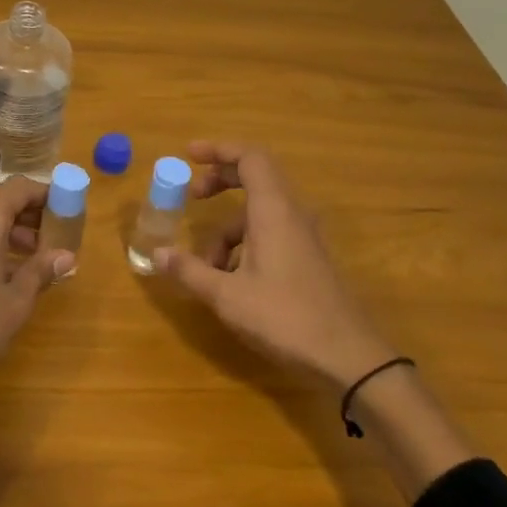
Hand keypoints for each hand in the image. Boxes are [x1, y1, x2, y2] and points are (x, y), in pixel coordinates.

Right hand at [156, 141, 395, 391]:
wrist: (349, 357)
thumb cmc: (285, 318)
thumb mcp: (226, 296)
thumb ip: (190, 271)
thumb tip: (157, 254)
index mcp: (273, 211)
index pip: (250, 157)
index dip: (218, 149)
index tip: (188, 155)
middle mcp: (292, 214)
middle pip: (255, 177)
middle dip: (219, 181)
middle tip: (191, 197)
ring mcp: (303, 236)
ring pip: (259, 213)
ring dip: (228, 229)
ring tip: (207, 268)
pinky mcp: (308, 258)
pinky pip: (270, 233)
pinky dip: (245, 245)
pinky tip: (232, 282)